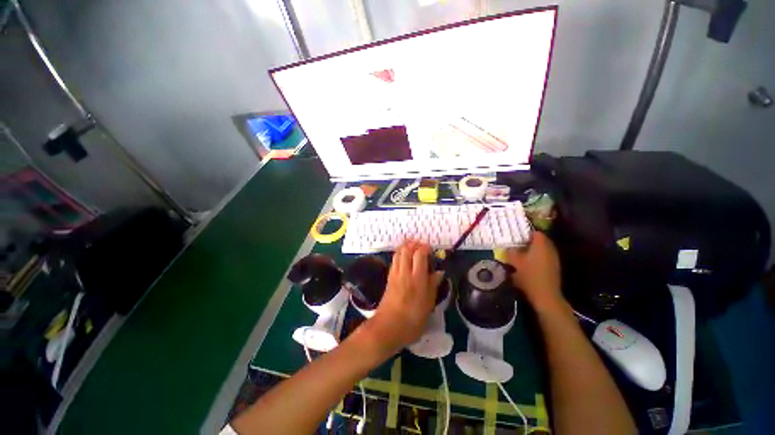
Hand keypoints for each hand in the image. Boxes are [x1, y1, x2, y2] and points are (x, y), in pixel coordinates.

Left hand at [363, 241, 442, 355]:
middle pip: (407, 250)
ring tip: (413, 247)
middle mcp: (405, 272)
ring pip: (398, 253)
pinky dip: (399, 254)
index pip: (419, 254)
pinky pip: (394, 261)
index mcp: (417, 278)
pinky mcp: (389, 278)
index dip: (425, 248)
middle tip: (421, 245)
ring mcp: (395, 274)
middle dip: (414, 244)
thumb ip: (433, 286)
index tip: (431, 249)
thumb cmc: (412, 320)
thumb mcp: (428, 305)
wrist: (387, 328)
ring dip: (405, 247)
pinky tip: (403, 258)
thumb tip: (440, 272)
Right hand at [504, 232, 563, 311]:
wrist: (545, 296)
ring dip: (533, 250)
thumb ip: (510, 252)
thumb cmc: (529, 276)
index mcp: (541, 245)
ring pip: (543, 249)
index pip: (535, 232)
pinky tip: (528, 263)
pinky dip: (537, 258)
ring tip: (521, 254)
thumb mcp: (514, 262)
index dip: (526, 233)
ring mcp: (554, 259)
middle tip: (517, 244)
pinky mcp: (554, 268)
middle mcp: (550, 249)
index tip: (517, 236)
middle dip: (529, 241)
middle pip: (541, 240)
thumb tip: (508, 248)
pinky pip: (545, 257)